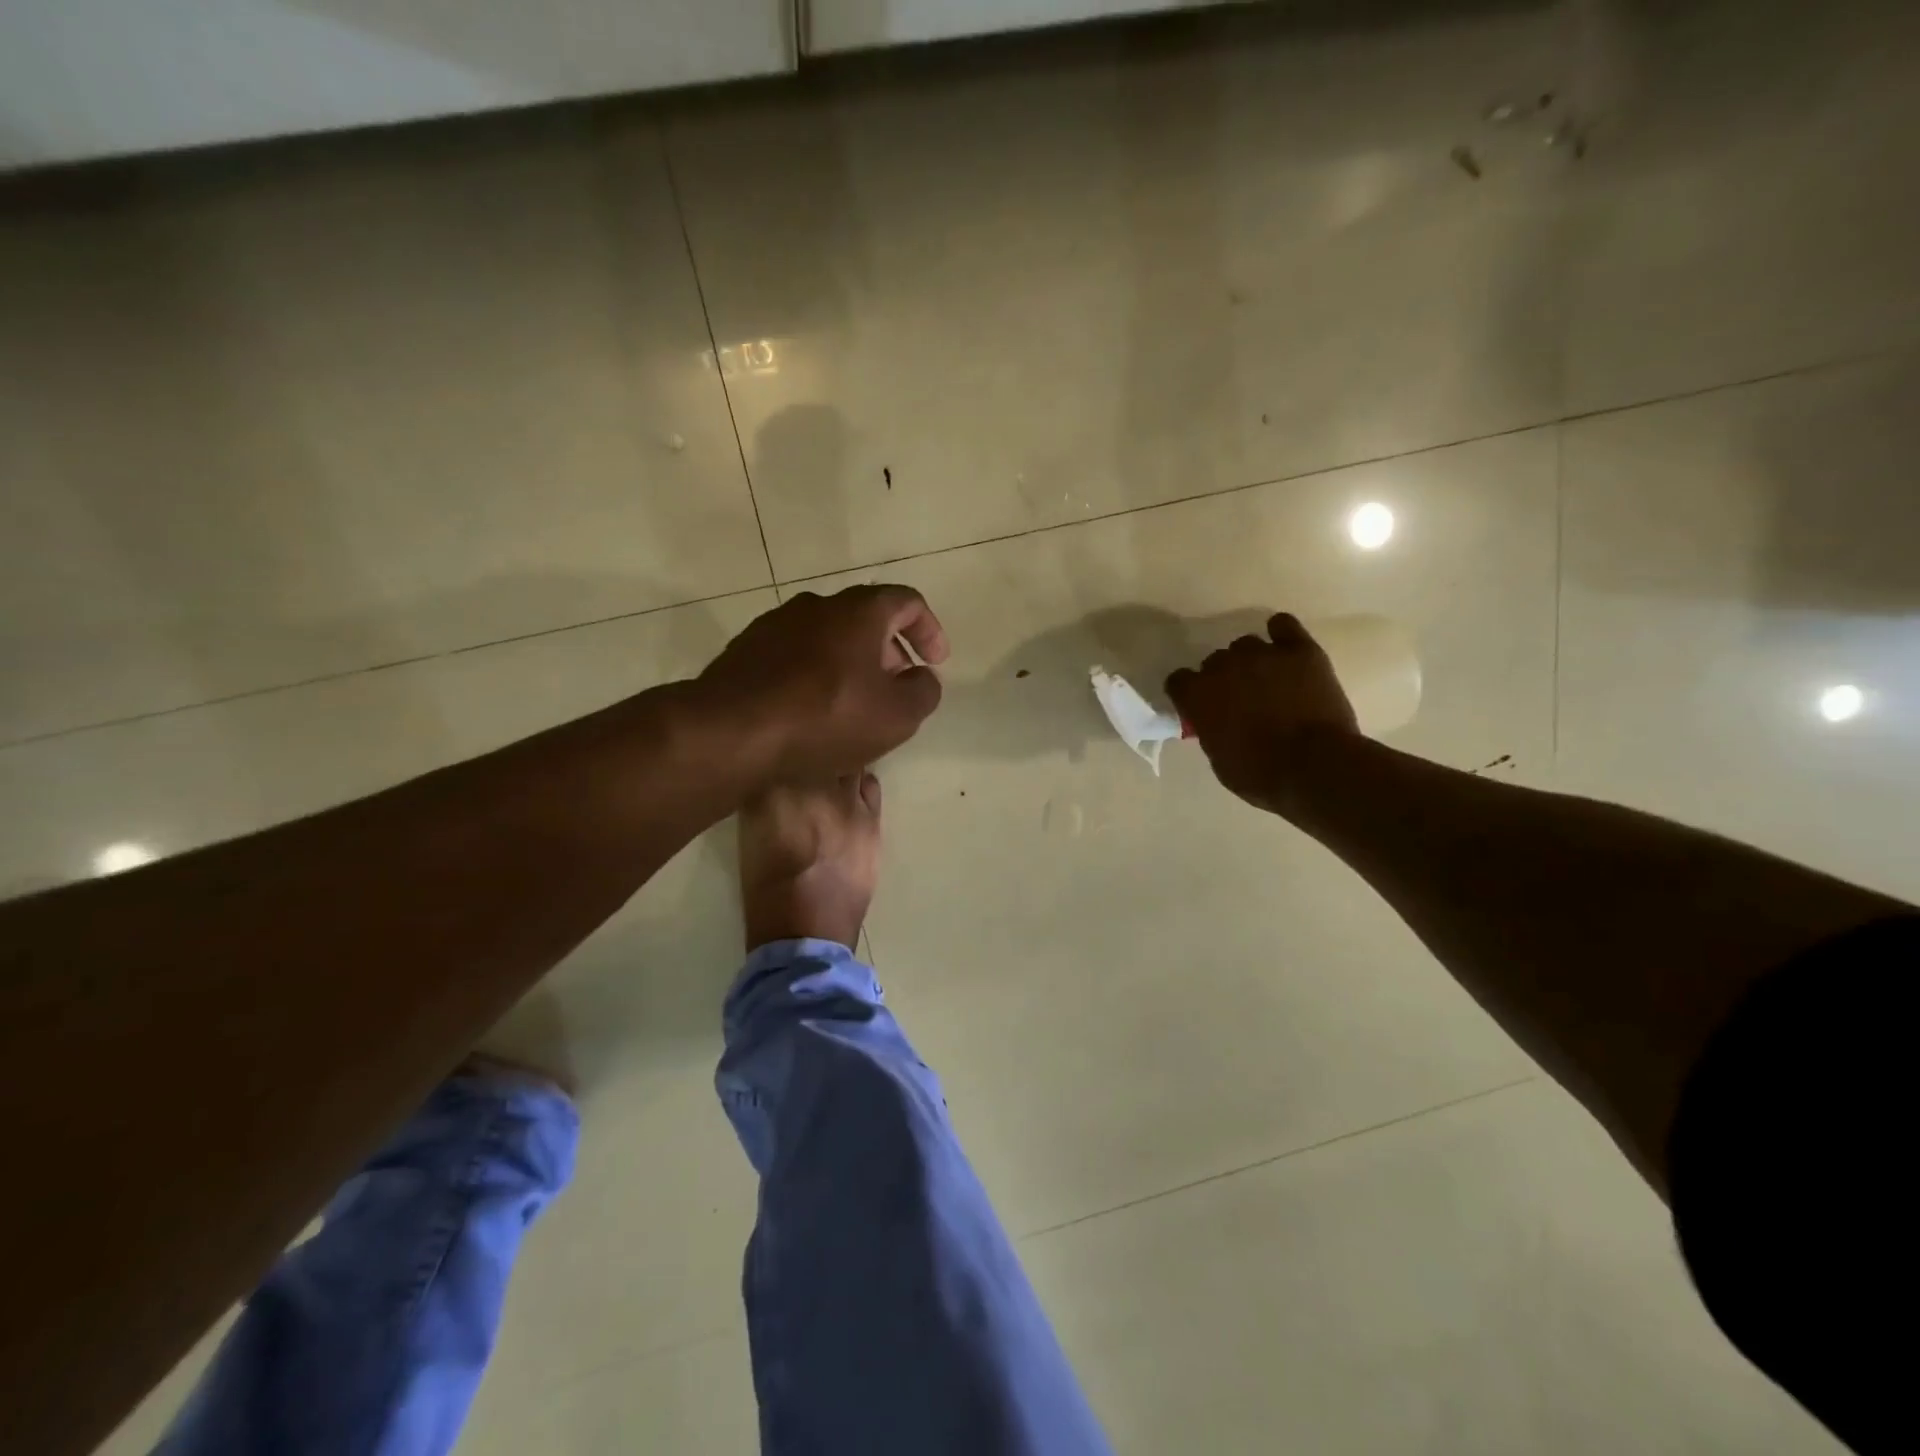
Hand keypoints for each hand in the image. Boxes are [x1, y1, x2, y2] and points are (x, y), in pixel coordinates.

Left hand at [696, 585, 950, 782]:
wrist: (731, 730)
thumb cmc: (826, 717)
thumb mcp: (897, 715)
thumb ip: (924, 692)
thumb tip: (922, 678)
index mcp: (859, 611)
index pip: (907, 602)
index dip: (929, 630)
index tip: (935, 662)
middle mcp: (816, 605)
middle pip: (866, 618)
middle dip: (890, 650)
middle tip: (897, 686)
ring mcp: (775, 625)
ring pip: (828, 637)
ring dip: (851, 663)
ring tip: (855, 704)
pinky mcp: (746, 650)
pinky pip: (795, 655)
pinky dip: (815, 674)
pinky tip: (813, 710)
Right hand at [1165, 613, 1358, 814]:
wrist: (1315, 767)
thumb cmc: (1260, 775)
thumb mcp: (1219, 760)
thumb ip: (1211, 731)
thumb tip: (1216, 723)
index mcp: (1198, 695)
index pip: (1178, 680)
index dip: (1188, 693)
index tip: (1198, 706)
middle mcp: (1224, 666)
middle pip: (1214, 661)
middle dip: (1223, 678)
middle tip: (1240, 699)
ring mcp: (1263, 654)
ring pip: (1246, 645)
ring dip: (1250, 660)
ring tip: (1267, 680)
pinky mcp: (1300, 651)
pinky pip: (1283, 625)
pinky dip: (1281, 634)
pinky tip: (1285, 647)